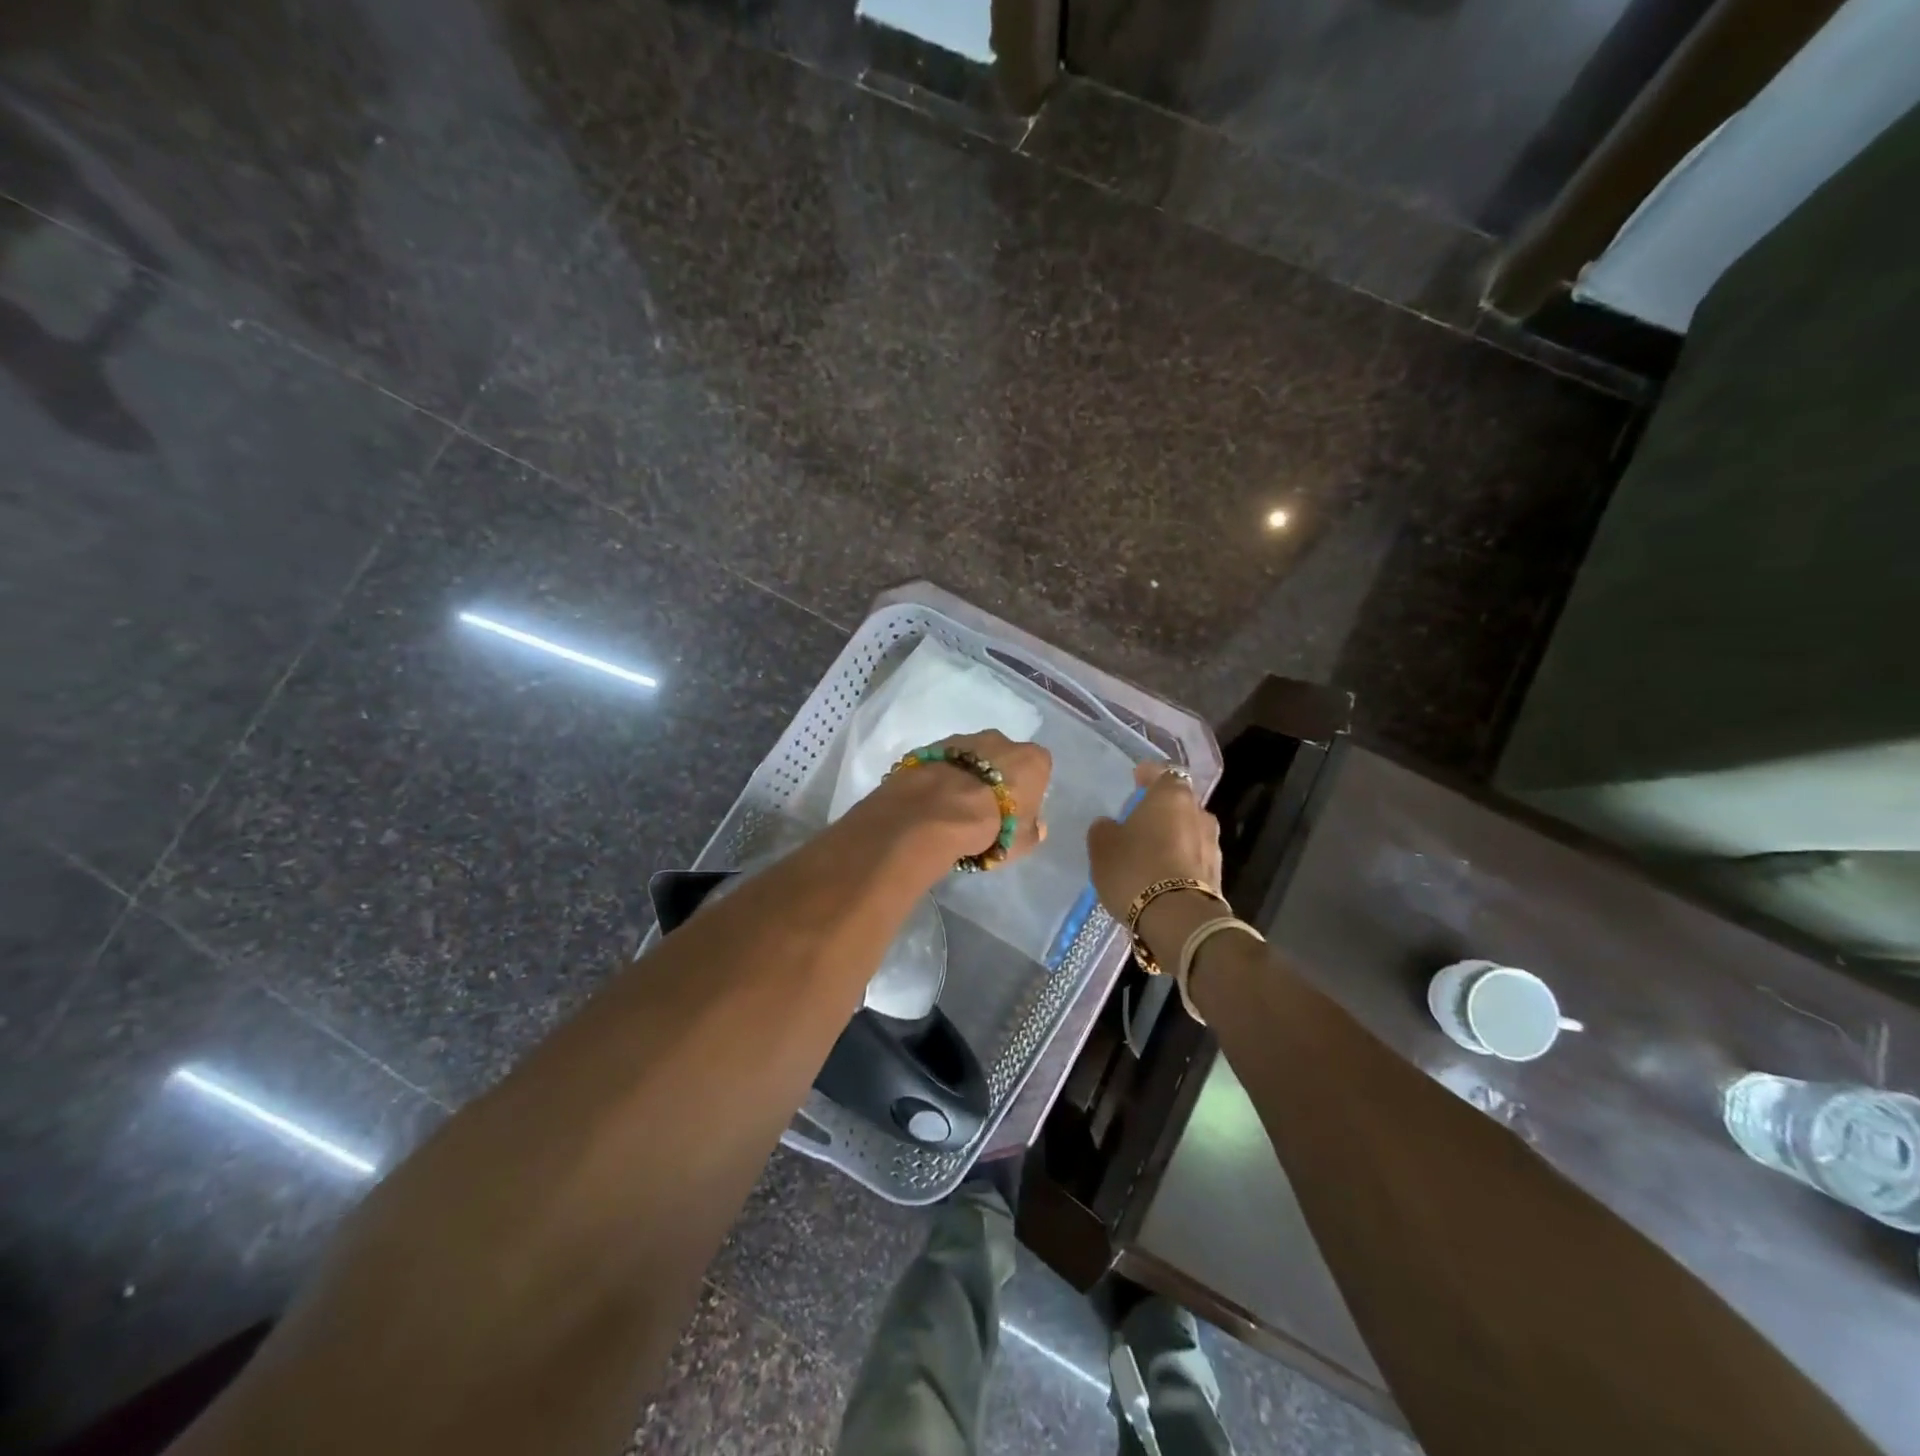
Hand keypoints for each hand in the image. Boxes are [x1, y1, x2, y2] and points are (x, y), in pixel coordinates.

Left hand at [871, 730, 1052, 869]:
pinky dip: (941, 775)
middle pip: (1003, 757)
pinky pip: (943, 762)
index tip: (1017, 810)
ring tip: (953, 807)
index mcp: (1031, 759)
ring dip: (966, 774)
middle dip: (996, 776)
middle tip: (984, 808)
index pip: (1038, 769)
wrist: (936, 814)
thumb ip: (1033, 830)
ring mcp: (963, 739)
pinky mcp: (931, 746)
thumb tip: (1036, 825)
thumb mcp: (1023, 842)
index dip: (1027, 790)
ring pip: (970, 757)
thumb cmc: (993, 827)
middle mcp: (1000, 740)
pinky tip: (932, 799)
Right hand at [1087, 761, 1221, 963]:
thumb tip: (1110, 825)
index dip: (1148, 774)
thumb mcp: (1103, 847)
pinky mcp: (1217, 874)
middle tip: (1138, 820)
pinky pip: (1192, 858)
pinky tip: (1160, 874)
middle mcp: (1198, 814)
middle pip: (1178, 803)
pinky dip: (1178, 860)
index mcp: (1172, 796)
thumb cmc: (1135, 870)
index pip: (1163, 773)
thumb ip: (1104, 829)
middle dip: (1161, 809)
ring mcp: (1213, 844)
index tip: (1136, 778)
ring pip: (1187, 831)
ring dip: (1171, 836)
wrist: (1177, 920)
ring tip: (1149, 851)